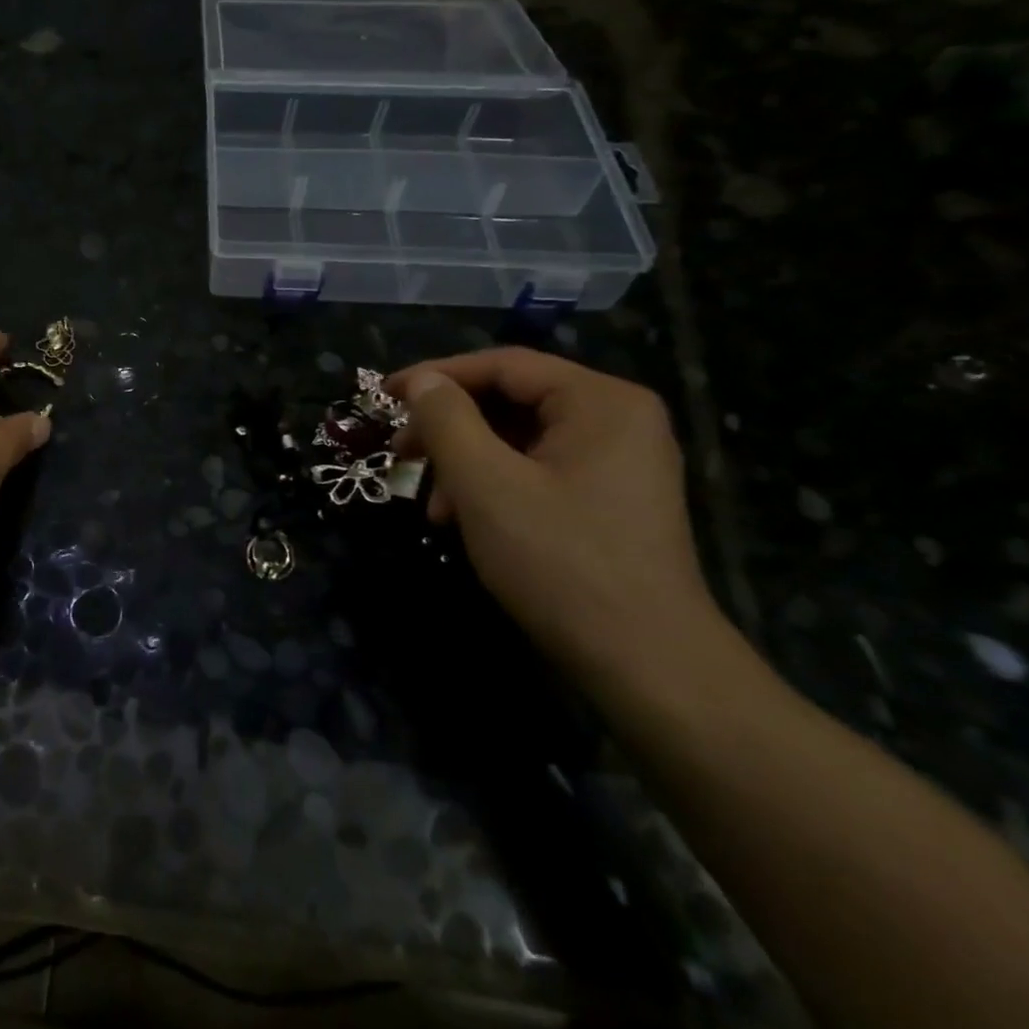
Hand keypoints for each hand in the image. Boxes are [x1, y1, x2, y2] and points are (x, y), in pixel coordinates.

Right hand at [385, 349, 733, 701]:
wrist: (644, 663)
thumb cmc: (560, 561)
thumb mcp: (486, 484)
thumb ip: (446, 421)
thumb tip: (420, 381)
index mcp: (600, 401)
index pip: (504, 365)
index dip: (436, 376)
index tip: (383, 397)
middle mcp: (617, 420)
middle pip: (511, 401)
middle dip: (449, 428)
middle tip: (401, 455)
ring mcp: (617, 462)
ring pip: (518, 439)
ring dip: (465, 463)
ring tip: (433, 505)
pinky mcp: (608, 500)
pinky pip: (536, 470)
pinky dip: (493, 486)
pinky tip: (464, 520)